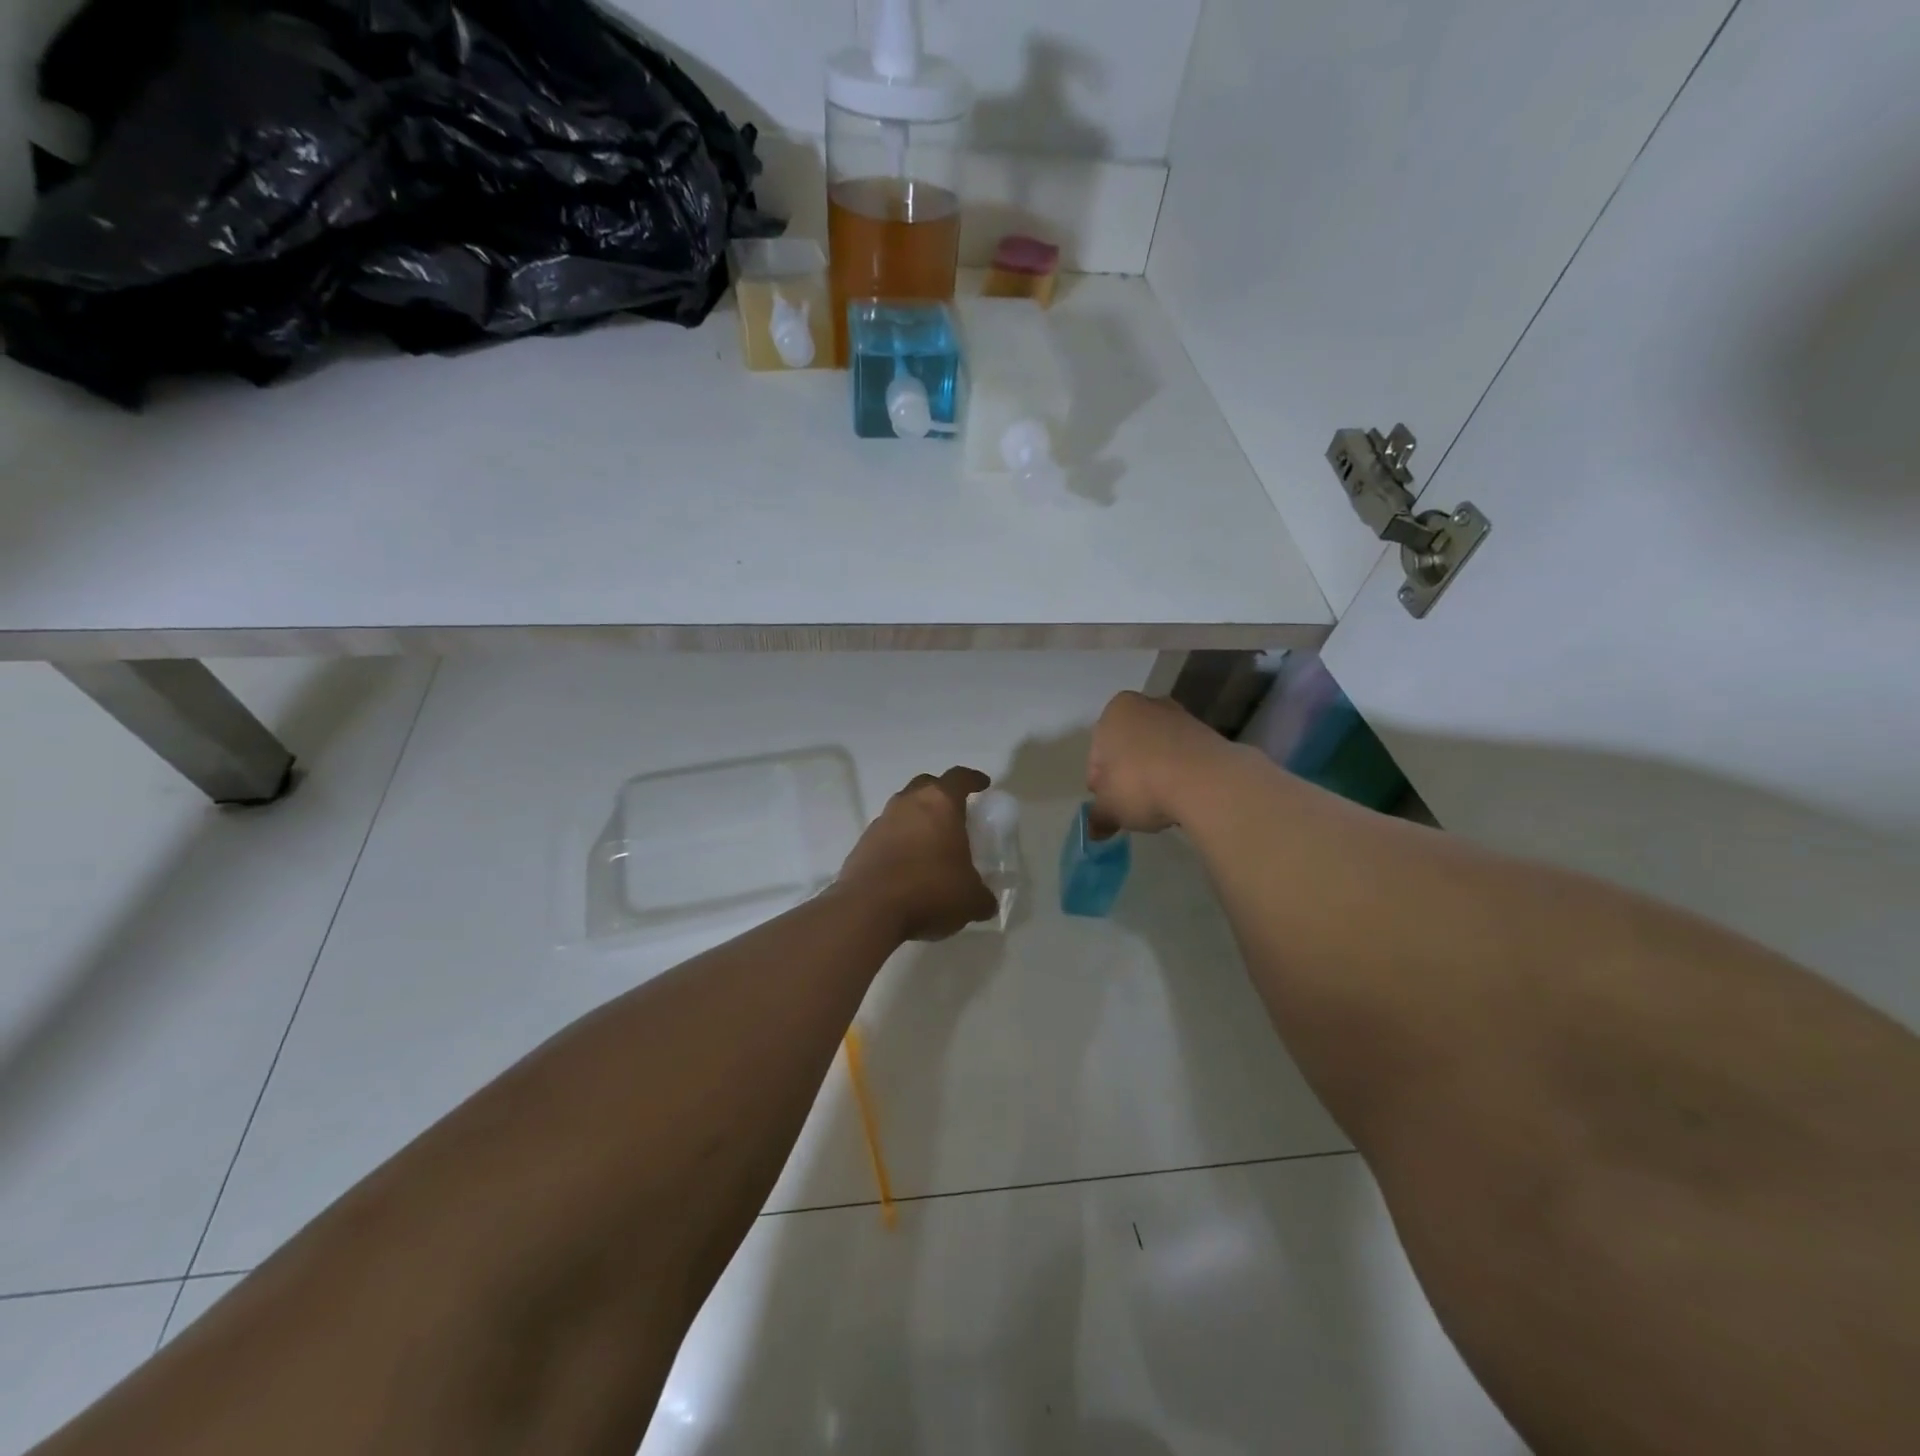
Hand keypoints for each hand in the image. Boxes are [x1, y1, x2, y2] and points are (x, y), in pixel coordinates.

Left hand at [838, 767, 999, 941]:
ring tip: (930, 844)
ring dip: (916, 820)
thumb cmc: (930, 890)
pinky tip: (907, 867)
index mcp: (940, 804)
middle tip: (954, 812)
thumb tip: (986, 902)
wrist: (868, 909)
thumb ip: (982, 896)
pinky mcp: (862, 845)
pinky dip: (898, 844)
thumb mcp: (971, 900)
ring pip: (902, 810)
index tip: (982, 784)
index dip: (973, 779)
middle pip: (926, 786)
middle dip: (941, 794)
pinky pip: (886, 835)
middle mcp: (907, 804)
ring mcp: (880, 823)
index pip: (959, 778)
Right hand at [1086, 692, 1228, 835]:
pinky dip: (1180, 774)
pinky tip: (1181, 797)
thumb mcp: (1110, 808)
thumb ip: (1098, 817)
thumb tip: (1095, 830)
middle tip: (1131, 804)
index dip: (1100, 782)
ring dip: (1155, 773)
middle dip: (1128, 773)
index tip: (1108, 804)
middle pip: (1129, 746)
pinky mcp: (1209, 733)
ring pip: (1157, 750)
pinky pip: (1184, 757)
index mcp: (1115, 712)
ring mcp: (1181, 716)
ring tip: (1160, 804)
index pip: (1098, 752)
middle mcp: (1147, 705)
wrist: (1207, 782)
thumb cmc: (1141, 784)